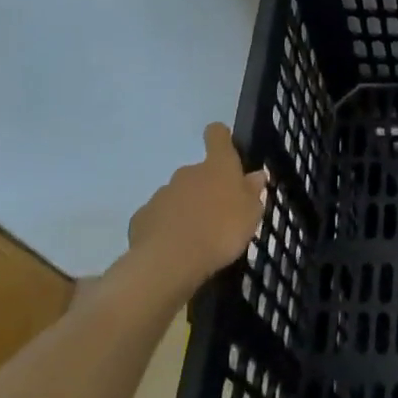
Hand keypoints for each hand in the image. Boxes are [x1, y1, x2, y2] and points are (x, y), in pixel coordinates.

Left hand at [125, 124, 268, 292]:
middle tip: (216, 216)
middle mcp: (188, 172)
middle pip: (198, 172)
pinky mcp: (142, 218)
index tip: (224, 147)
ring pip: (177, 196)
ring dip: (185, 210)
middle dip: (205, 189)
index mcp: (217, 166)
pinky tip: (173, 250)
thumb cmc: (220, 231)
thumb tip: (255, 175)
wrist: (169, 261)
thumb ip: (252, 193)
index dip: (221, 138)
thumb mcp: (250, 215)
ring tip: (195, 239)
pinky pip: (158, 218)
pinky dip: (165, 228)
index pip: (217, 135)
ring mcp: (162, 194)